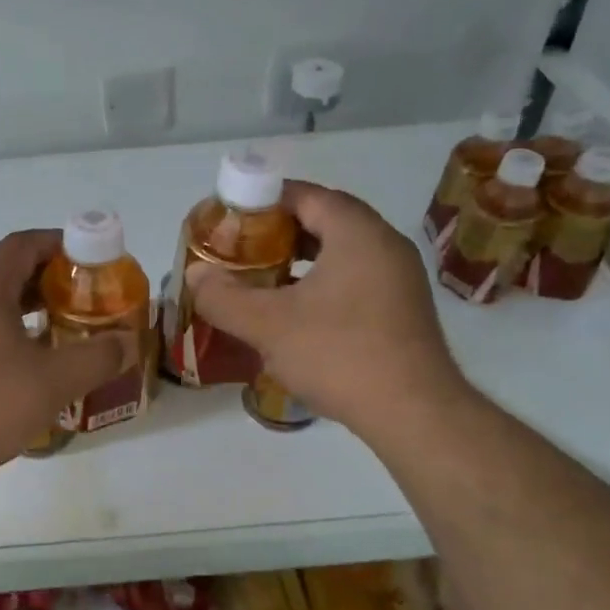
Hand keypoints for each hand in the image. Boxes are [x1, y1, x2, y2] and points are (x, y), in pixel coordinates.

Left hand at [0, 230, 137, 480]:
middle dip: (54, 278)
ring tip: (71, 327)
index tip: (95, 260)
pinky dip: (15, 329)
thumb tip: (128, 342)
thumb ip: (97, 357)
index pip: (25, 244)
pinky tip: (37, 360)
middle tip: (91, 297)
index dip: (62, 244)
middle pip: (12, 270)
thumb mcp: (52, 382)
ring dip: (35, 307)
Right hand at [184, 181, 464, 431]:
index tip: (231, 219)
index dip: (264, 201)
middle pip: (324, 220)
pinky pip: (355, 278)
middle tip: (240, 250)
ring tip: (261, 279)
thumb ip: (224, 296)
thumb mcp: (269, 325)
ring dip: (300, 259)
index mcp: (357, 233)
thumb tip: (195, 276)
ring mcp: (399, 278)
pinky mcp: (402, 309)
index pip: (306, 195)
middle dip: (278, 231)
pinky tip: (296, 312)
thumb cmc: (340, 355)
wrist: (414, 413)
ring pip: (340, 252)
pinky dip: (322, 283)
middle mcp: (385, 245)